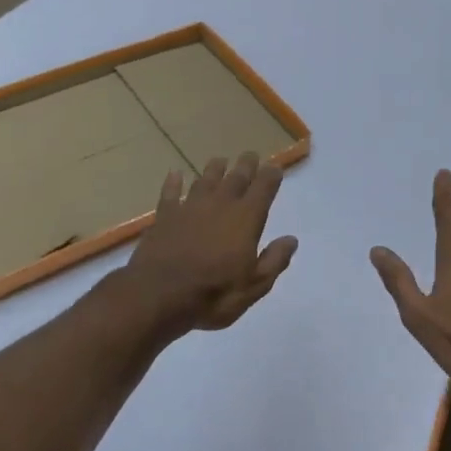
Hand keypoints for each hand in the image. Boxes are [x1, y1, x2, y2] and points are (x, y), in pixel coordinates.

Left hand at [123, 152, 297, 335]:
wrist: (159, 295)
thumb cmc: (214, 293)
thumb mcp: (255, 285)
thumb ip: (274, 260)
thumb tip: (291, 240)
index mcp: (246, 219)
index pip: (263, 189)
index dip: (271, 176)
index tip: (275, 168)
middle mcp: (220, 205)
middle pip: (236, 178)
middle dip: (246, 165)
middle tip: (250, 155)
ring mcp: (190, 207)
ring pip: (205, 180)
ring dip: (214, 169)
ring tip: (220, 160)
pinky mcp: (164, 216)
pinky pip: (171, 193)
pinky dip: (174, 183)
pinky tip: (175, 174)